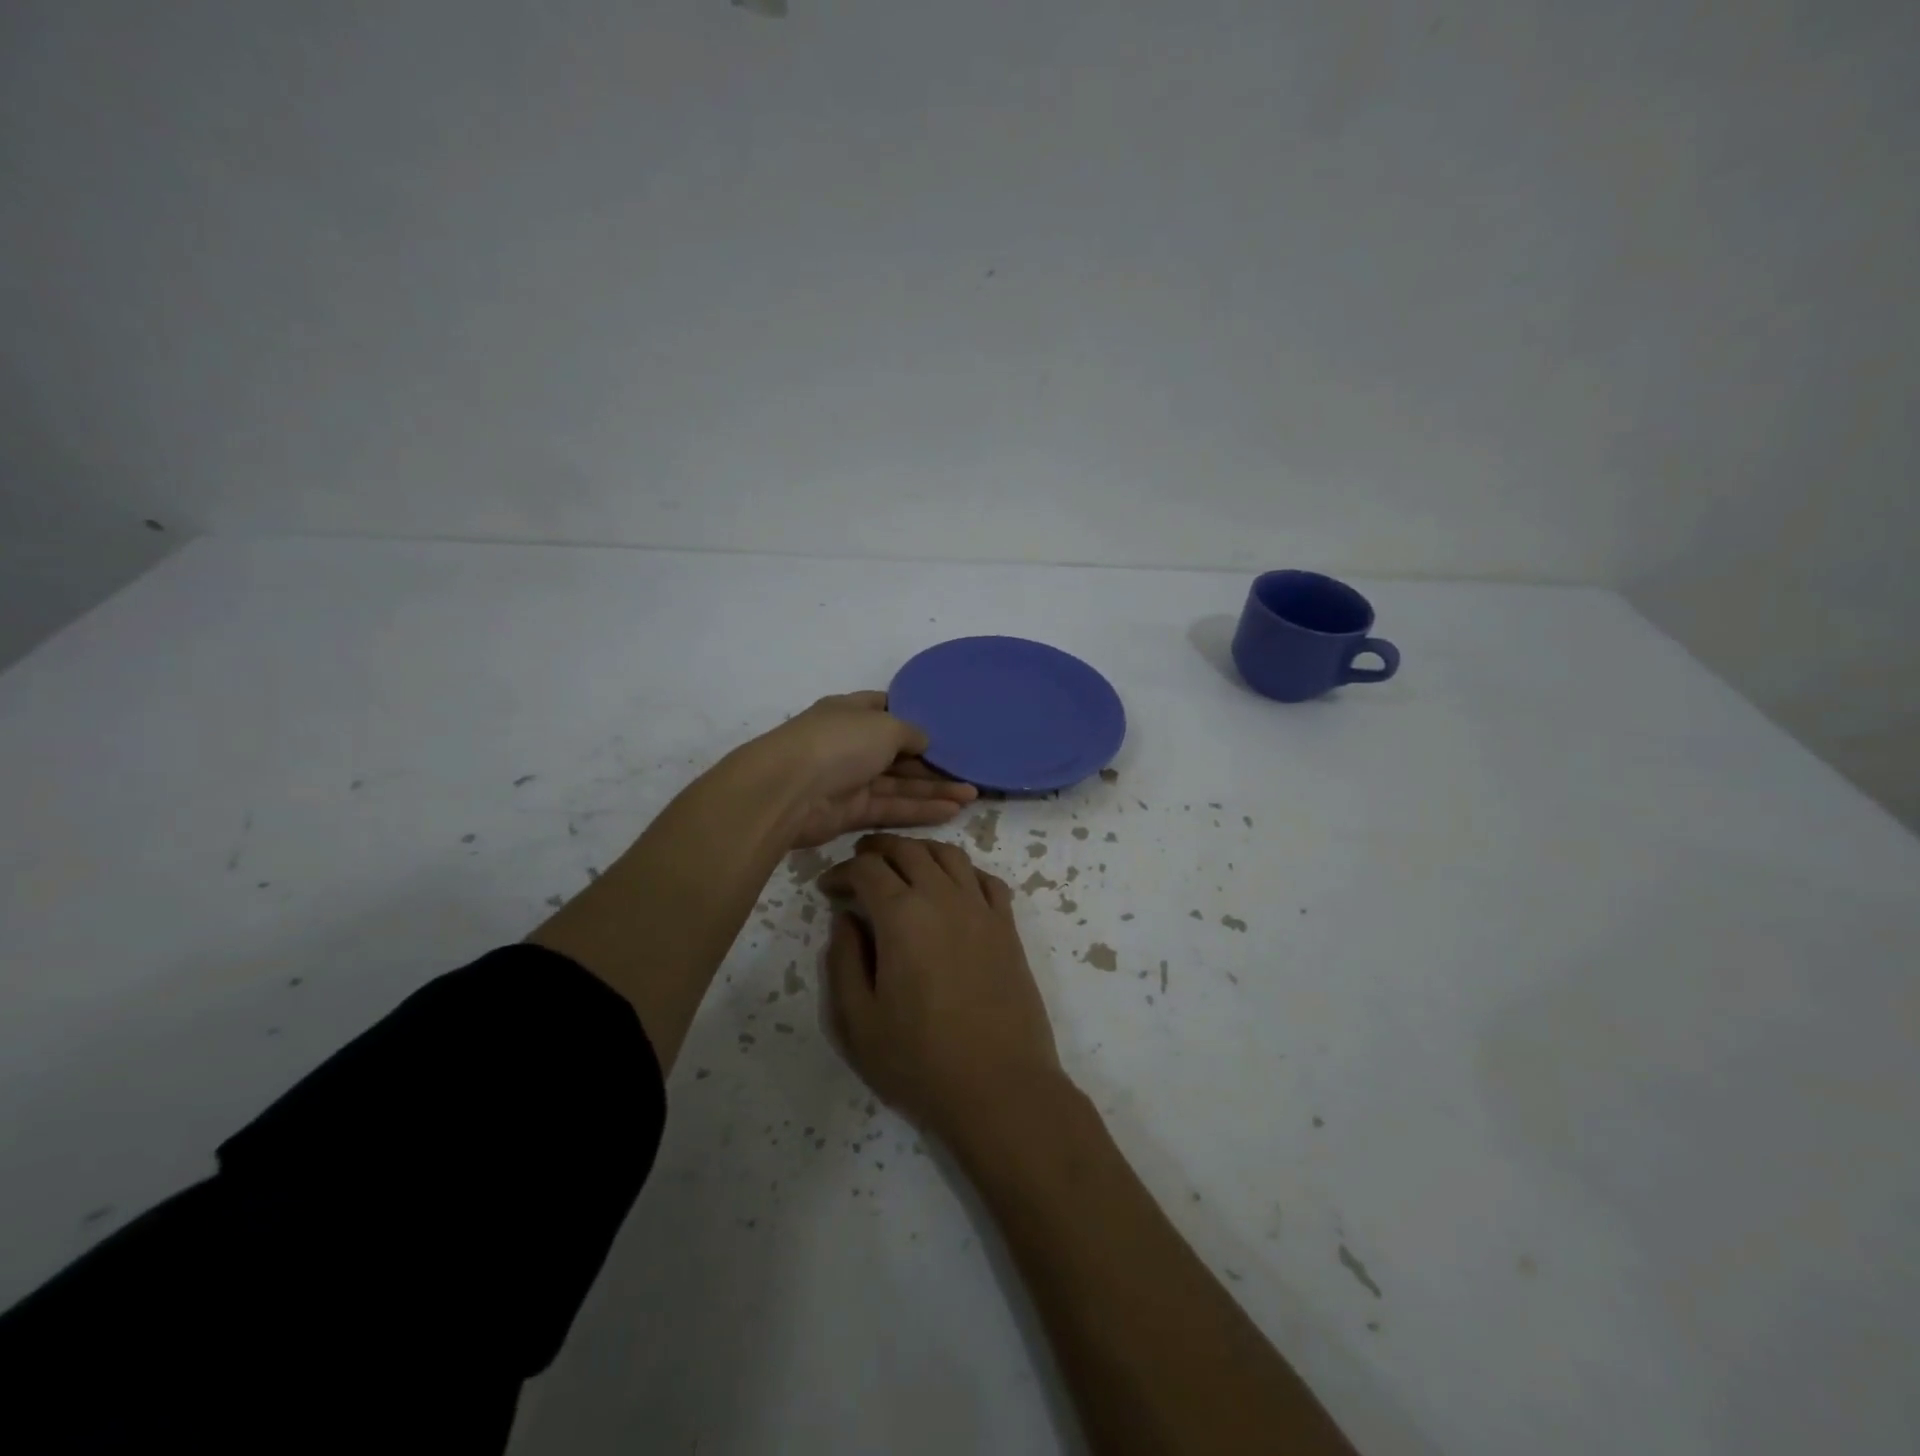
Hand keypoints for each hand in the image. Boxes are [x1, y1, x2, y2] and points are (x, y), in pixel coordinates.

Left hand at [758, 692, 976, 848]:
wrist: (788, 791)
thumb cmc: (839, 742)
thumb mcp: (885, 725)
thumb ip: (910, 732)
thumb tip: (924, 741)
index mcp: (851, 712)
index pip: (886, 709)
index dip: (914, 715)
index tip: (946, 725)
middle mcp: (850, 744)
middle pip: (898, 751)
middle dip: (933, 762)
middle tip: (970, 769)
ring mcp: (850, 779)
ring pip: (899, 783)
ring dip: (934, 789)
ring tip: (973, 794)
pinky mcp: (851, 812)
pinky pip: (892, 808)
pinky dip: (920, 809)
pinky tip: (952, 810)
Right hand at [820, 834, 1064, 1138]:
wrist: (1000, 1087)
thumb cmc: (920, 1061)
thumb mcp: (858, 1020)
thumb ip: (844, 960)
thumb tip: (846, 918)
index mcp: (902, 916)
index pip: (866, 869)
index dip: (842, 871)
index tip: (828, 888)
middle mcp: (944, 897)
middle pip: (908, 850)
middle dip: (877, 849)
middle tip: (859, 864)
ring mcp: (982, 909)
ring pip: (949, 855)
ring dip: (920, 851)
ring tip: (902, 864)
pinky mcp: (1008, 927)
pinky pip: (986, 879)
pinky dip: (963, 870)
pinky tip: (953, 886)